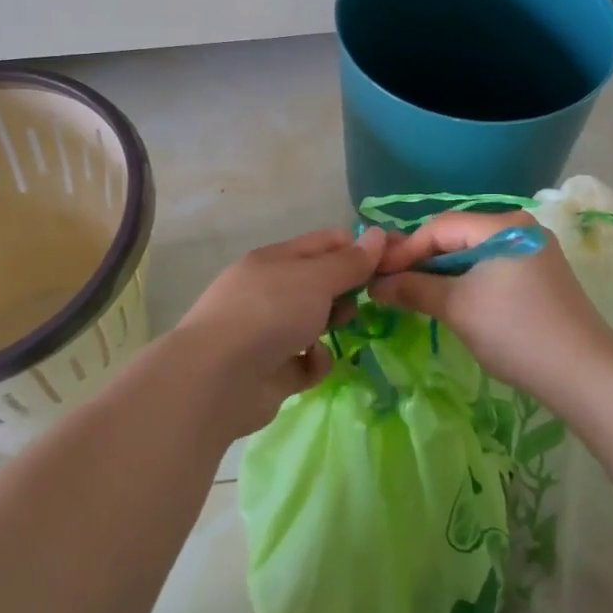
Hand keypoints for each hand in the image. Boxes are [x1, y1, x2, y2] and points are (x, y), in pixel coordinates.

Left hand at [170, 225, 387, 438]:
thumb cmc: (270, 312)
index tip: (394, 258)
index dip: (358, 247)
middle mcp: (269, 291)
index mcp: (275, 260)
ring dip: (332, 324)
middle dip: (347, 289)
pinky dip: (314, 362)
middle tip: (376, 296)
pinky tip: (314, 362)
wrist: (218, 378)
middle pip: (319, 283)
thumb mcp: (316, 278)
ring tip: (348, 327)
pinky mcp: (270, 371)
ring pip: (312, 321)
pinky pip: (304, 362)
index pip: (324, 243)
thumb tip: (377, 234)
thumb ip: (350, 262)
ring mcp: (267, 332)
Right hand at [368, 211, 612, 403]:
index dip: (404, 250)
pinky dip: (465, 281)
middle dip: (421, 261)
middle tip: (389, 285)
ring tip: (413, 295)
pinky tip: (449, 300)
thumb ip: (413, 289)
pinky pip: (491, 268)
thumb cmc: (516, 331)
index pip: (439, 226)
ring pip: (473, 254)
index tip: (377, 275)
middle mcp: (520, 227)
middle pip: (457, 237)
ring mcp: (534, 251)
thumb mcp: (457, 307)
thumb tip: (376, 285)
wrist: (585, 373)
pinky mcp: (540, 276)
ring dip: (441, 273)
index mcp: (503, 224)